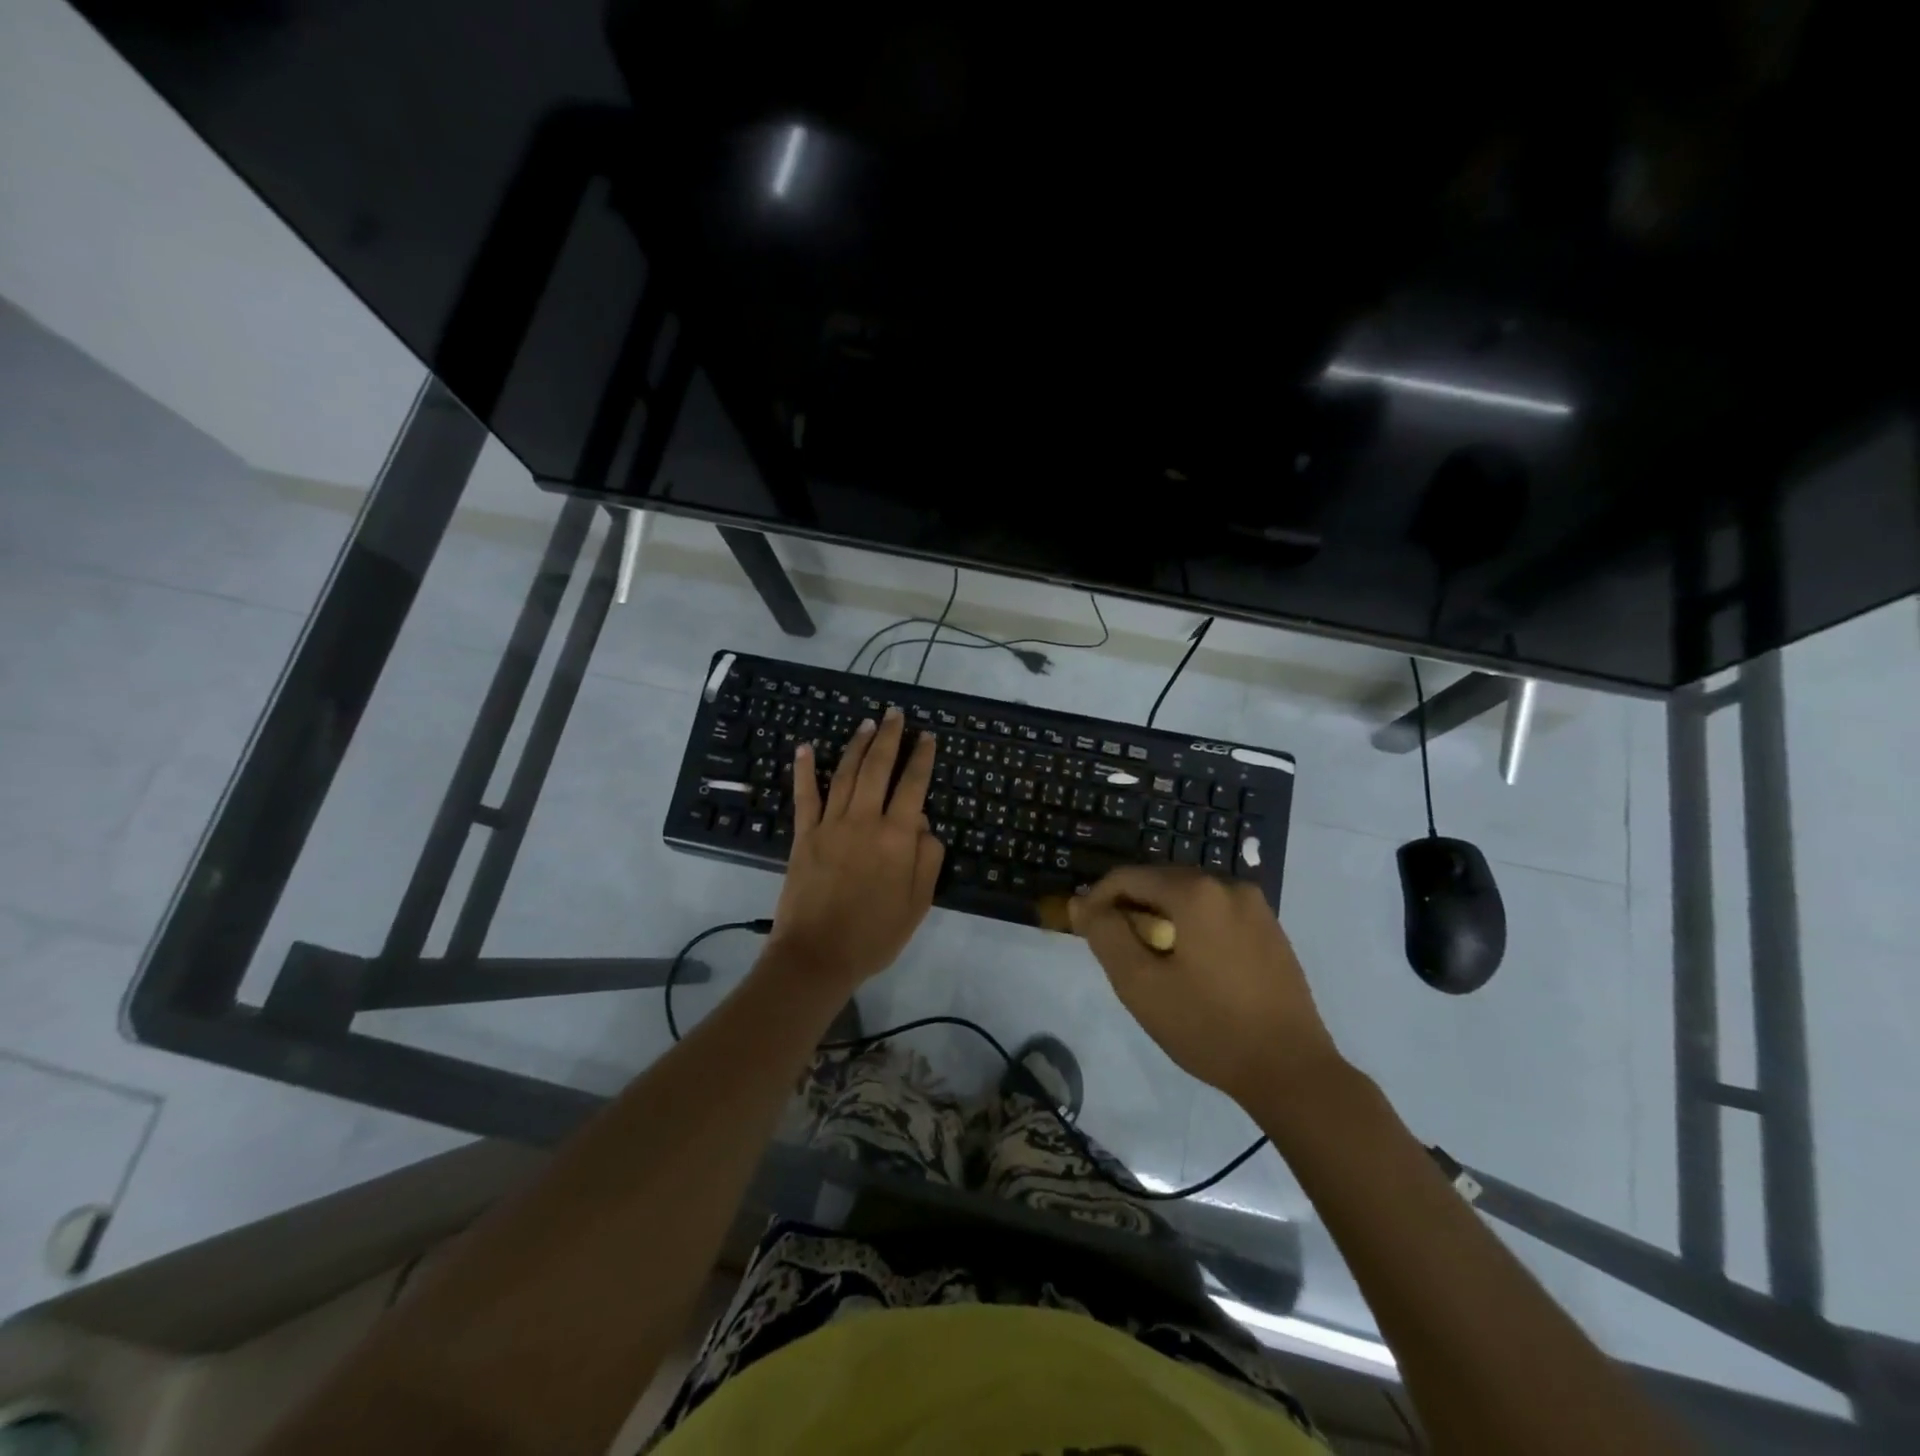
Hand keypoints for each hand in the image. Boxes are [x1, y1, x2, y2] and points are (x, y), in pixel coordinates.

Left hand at [768, 707, 943, 992]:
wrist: (818, 955)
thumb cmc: (875, 934)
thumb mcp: (918, 903)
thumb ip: (927, 859)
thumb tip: (922, 823)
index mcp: (897, 837)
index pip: (913, 786)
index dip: (922, 758)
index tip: (928, 736)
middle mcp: (864, 821)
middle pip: (878, 768)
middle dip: (889, 738)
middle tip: (895, 715)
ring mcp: (830, 825)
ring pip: (846, 774)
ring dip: (857, 746)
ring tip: (867, 724)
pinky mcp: (803, 835)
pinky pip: (805, 796)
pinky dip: (806, 769)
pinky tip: (807, 747)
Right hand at [1071, 867, 1344, 1104]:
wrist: (1291, 1070)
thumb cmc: (1208, 1026)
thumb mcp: (1140, 984)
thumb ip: (1105, 935)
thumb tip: (1081, 903)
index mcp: (1195, 891)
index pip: (1128, 877)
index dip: (1098, 899)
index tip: (1086, 931)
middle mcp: (1228, 885)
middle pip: (1161, 882)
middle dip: (1131, 908)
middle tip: (1117, 949)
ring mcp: (1256, 906)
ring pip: (1190, 897)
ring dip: (1162, 917)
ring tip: (1152, 960)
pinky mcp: (1272, 929)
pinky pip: (1217, 913)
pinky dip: (1193, 926)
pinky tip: (1192, 966)